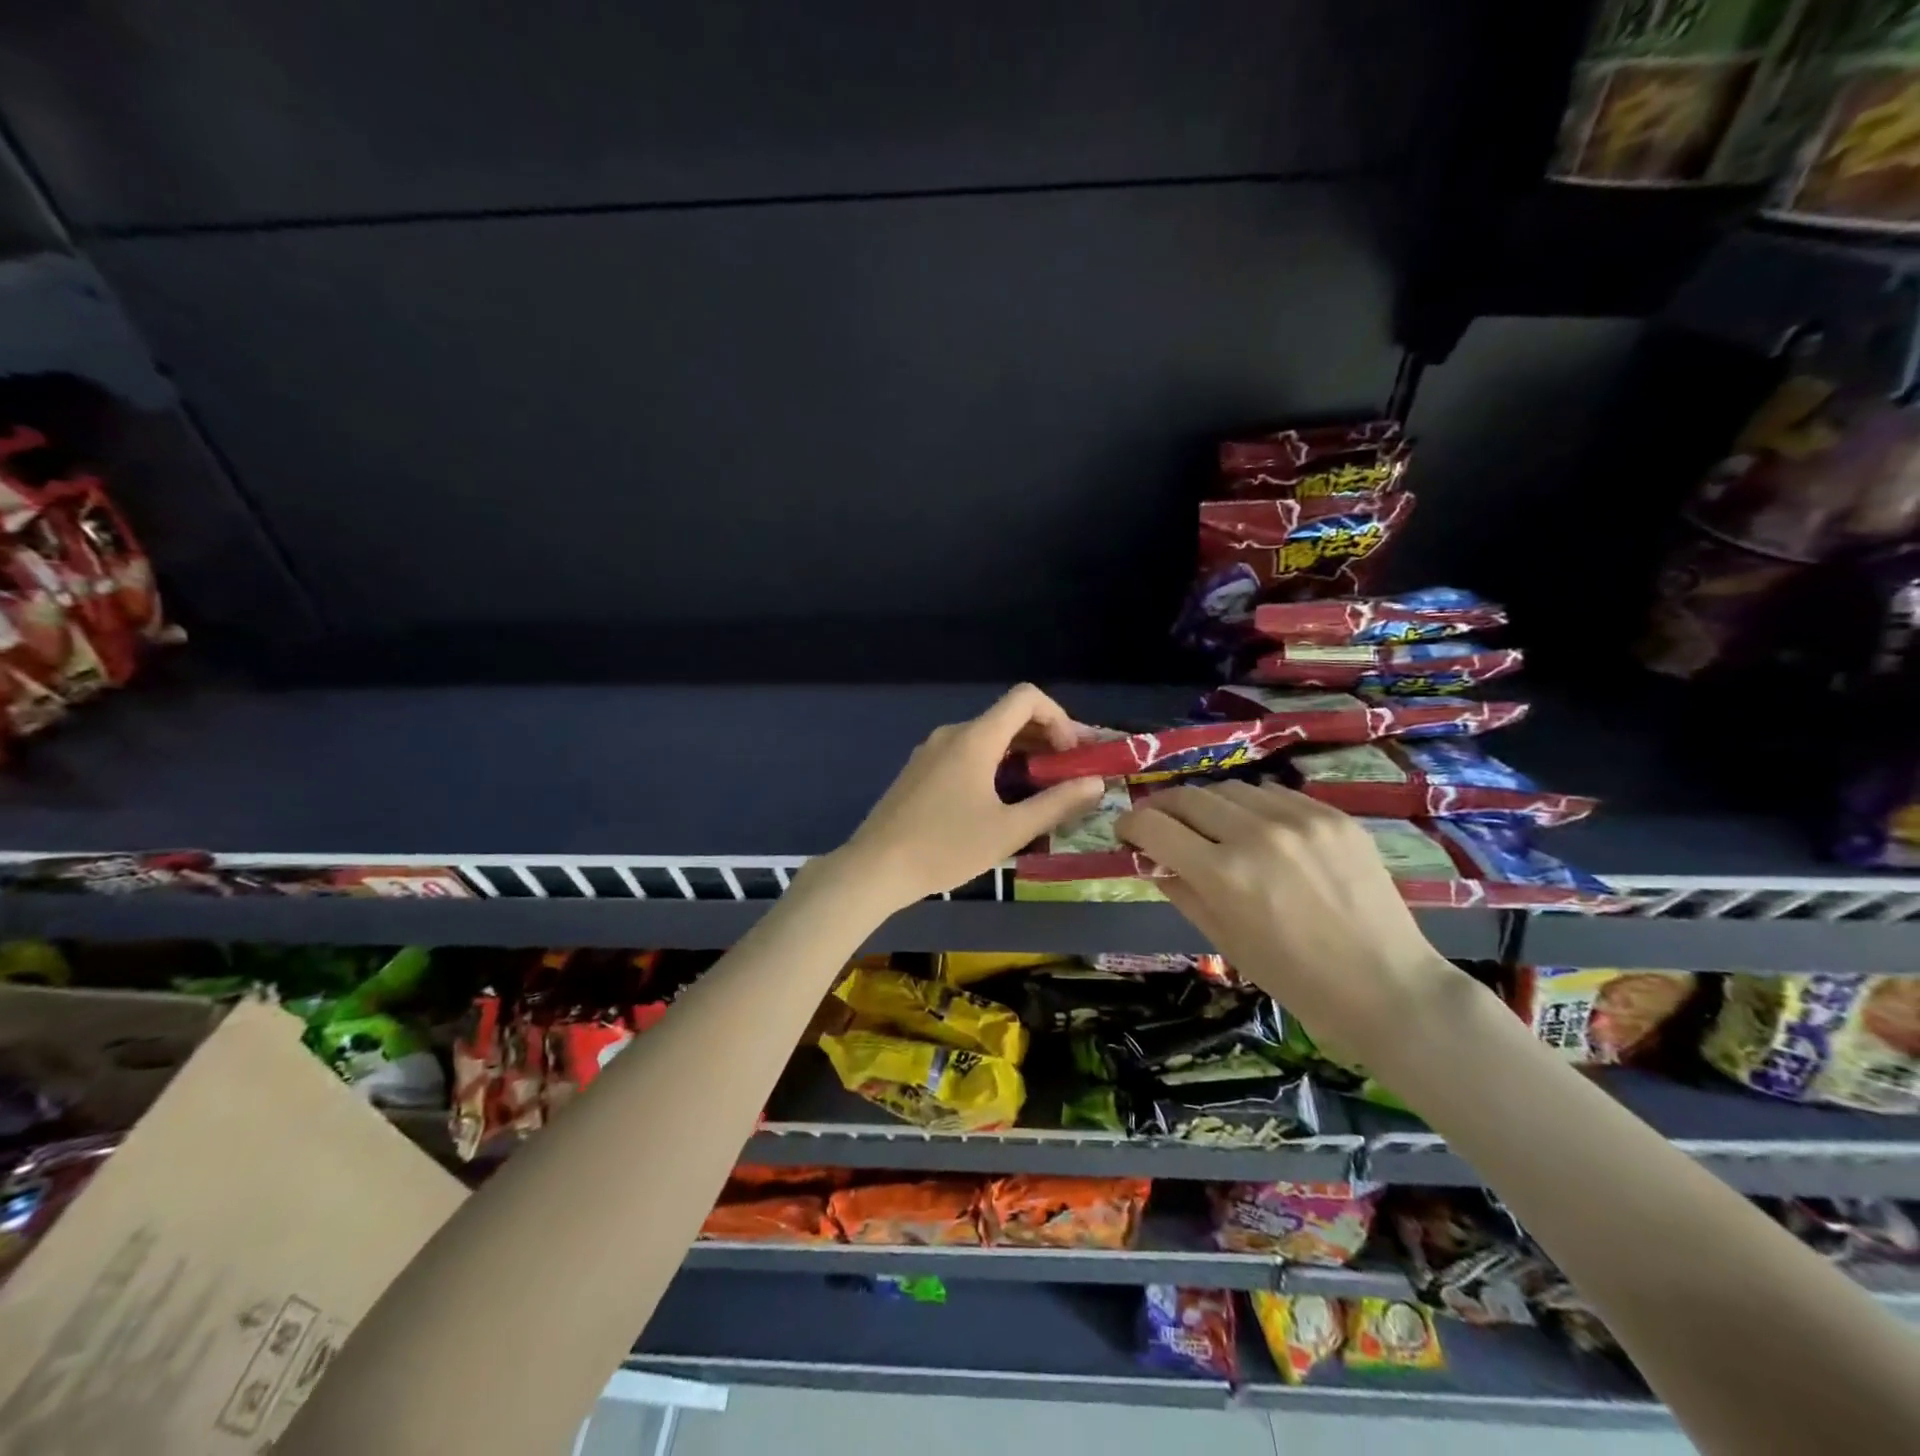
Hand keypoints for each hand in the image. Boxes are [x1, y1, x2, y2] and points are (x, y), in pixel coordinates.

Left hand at [828, 684, 1104, 912]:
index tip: (1071, 755)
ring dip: (1021, 754)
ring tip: (1042, 790)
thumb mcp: (1009, 830)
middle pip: (1008, 717)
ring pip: (987, 738)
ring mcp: (931, 751)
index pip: (1026, 698)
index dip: (1059, 717)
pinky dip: (994, 765)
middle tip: (1071, 773)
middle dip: (1046, 739)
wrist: (874, 868)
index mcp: (975, 738)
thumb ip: (1056, 804)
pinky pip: (966, 754)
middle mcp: (953, 733)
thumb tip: (1096, 783)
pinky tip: (1001, 800)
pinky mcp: (920, 771)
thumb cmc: (945, 848)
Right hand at [1118, 779, 1463, 1063]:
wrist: (1385, 984)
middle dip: (1163, 808)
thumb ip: (1180, 889)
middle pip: (1187, 796)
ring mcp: (1299, 819)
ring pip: (1230, 788)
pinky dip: (1253, 806)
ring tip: (1212, 828)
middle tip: (1160, 824)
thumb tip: (1150, 858)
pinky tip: (1259, 830)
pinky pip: (1274, 794)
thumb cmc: (1294, 977)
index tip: (1126, 831)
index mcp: (1223, 874)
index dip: (1130, 823)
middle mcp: (1256, 834)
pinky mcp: (1332, 814)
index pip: (1153, 825)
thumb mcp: (1223, 940)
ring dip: (1208, 805)